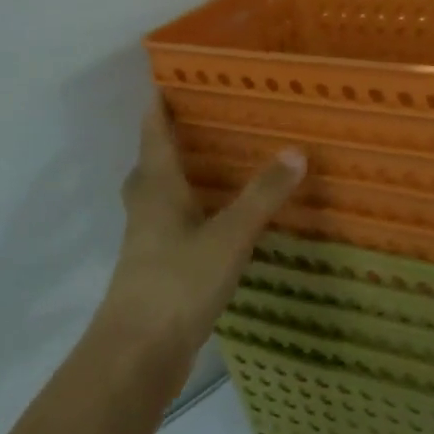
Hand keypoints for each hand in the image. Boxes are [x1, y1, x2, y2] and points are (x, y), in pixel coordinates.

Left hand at [99, 98, 305, 360]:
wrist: (138, 354)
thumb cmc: (178, 282)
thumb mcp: (229, 236)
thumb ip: (262, 195)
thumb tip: (296, 151)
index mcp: (157, 189)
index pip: (154, 136)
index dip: (157, 107)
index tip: (163, 79)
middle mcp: (146, 209)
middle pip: (149, 166)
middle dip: (165, 143)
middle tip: (195, 123)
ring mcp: (146, 243)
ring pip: (157, 199)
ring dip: (176, 180)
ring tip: (210, 167)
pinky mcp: (155, 272)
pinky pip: (169, 228)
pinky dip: (187, 214)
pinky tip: (213, 224)